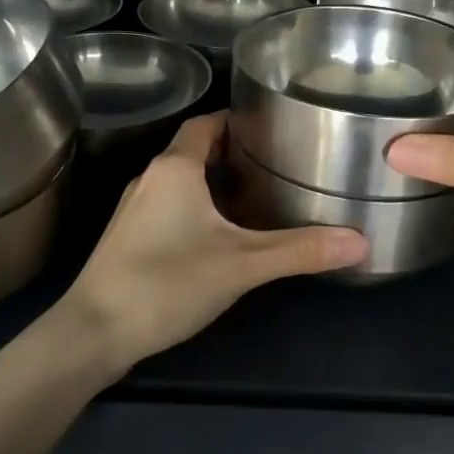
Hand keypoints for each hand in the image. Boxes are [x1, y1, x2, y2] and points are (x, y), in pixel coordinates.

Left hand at [60, 113, 368, 372]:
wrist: (92, 334)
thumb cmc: (166, 283)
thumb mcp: (241, 265)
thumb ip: (299, 251)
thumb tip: (361, 241)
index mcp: (175, 168)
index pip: (207, 123)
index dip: (238, 119)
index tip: (273, 126)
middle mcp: (151, 178)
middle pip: (195, 149)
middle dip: (234, 152)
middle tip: (277, 161)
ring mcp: (134, 208)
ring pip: (181, 179)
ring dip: (214, 180)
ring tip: (257, 193)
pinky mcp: (128, 236)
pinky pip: (169, 205)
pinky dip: (197, 206)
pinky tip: (219, 232)